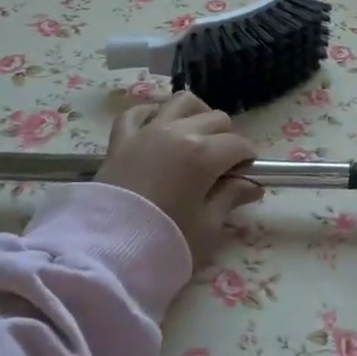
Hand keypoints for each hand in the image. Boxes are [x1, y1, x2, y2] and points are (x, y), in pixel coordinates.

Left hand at [94, 92, 263, 267]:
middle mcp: (178, 132)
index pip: (238, 144)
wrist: (103, 253)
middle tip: (223, 163)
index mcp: (204, 154)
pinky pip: (138, 112)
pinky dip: (152, 114)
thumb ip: (230, 199)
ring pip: (181, 102)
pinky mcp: (121, 139)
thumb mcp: (207, 228)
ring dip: (196, 114)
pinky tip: (158, 127)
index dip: (248, 158)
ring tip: (197, 135)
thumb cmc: (163, 242)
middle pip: (216, 118)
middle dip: (227, 137)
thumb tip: (252, 185)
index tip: (247, 174)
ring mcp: (147, 131)